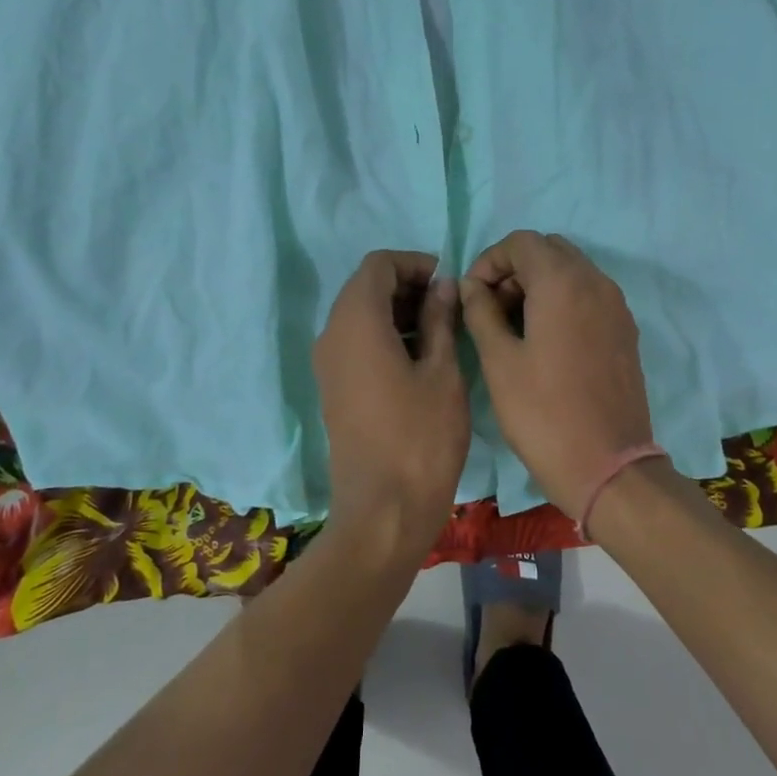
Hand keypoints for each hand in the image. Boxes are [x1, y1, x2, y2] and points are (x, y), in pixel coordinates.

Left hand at [313, 250, 469, 559]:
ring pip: (358, 314)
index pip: (377, 265)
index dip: (413, 263)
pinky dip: (384, 334)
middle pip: (364, 287)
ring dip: (396, 310)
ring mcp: (328, 364)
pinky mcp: (334, 388)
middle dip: (406, 285)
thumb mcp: (442, 372)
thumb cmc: (421, 437)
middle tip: (448, 303)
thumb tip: (443, 287)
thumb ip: (440, 320)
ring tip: (440, 328)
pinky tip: (419, 355)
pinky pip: (355, 342)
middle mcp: (332, 335)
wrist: (384, 511)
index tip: (447, 281)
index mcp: (356, 322)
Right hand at [460, 231, 655, 515]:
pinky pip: (589, 296)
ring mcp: (616, 307)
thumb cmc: (543, 413)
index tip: (472, 295)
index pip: (521, 242)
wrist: (607, 466)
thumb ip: (481, 311)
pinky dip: (562, 301)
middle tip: (491, 308)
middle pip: (549, 250)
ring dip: (539, 284)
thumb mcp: (499, 361)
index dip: (489, 260)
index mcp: (563, 282)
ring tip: (513, 326)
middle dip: (515, 269)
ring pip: (572, 271)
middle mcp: (595, 283)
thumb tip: (472, 286)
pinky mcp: (625, 331)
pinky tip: (544, 340)